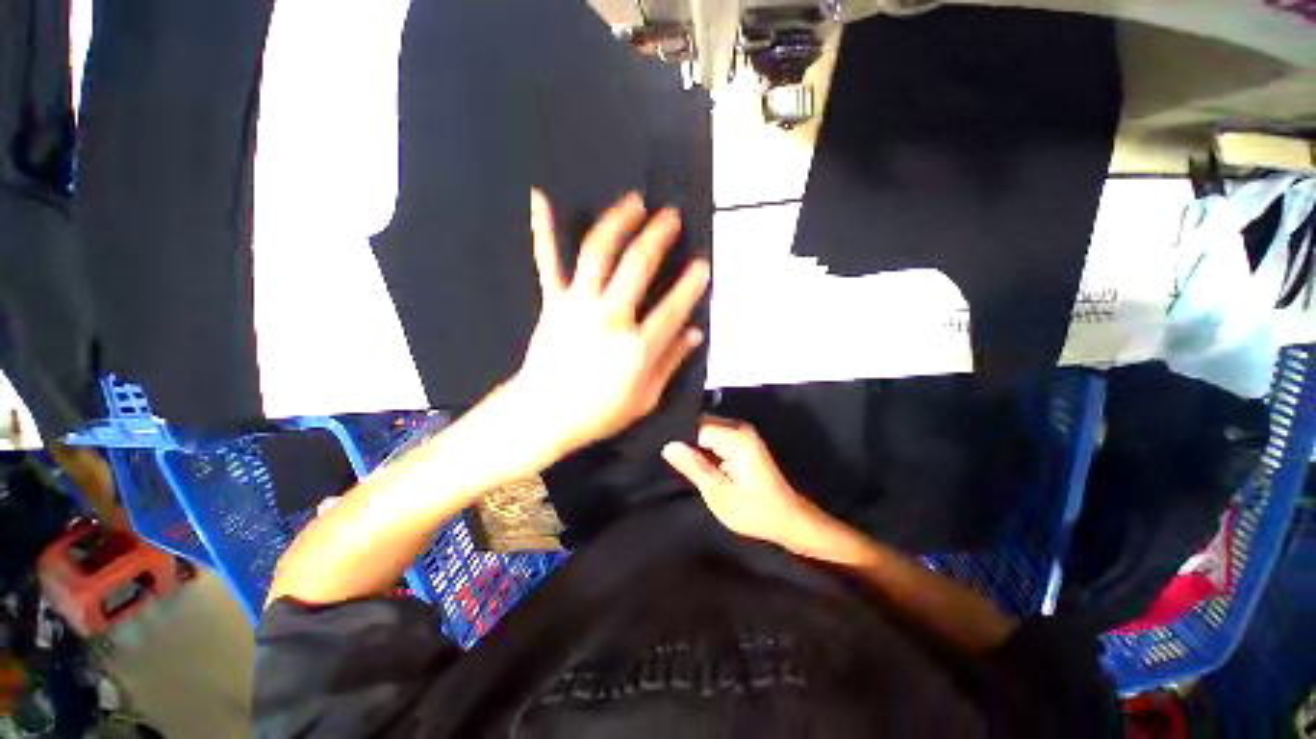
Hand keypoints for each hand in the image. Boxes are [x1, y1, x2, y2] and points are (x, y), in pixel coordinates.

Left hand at [512, 189, 709, 459]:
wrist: (543, 414)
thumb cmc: (598, 413)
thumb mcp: (645, 398)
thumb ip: (671, 362)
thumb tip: (695, 333)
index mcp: (636, 347)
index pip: (673, 306)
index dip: (692, 283)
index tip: (702, 264)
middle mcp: (609, 317)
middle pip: (637, 267)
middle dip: (658, 236)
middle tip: (671, 217)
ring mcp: (577, 306)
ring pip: (598, 254)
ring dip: (617, 222)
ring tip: (634, 201)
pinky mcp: (553, 303)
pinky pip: (548, 263)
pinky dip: (543, 231)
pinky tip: (540, 199)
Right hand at [661, 415, 812, 546]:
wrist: (788, 519)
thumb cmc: (754, 511)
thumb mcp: (718, 493)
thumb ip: (693, 466)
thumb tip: (668, 446)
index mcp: (735, 437)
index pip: (695, 425)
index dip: (678, 438)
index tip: (663, 452)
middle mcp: (739, 427)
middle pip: (701, 423)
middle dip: (685, 439)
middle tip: (669, 459)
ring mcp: (742, 433)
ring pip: (706, 429)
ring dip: (693, 444)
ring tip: (678, 461)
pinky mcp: (743, 441)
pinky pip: (715, 436)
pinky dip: (704, 447)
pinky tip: (695, 462)